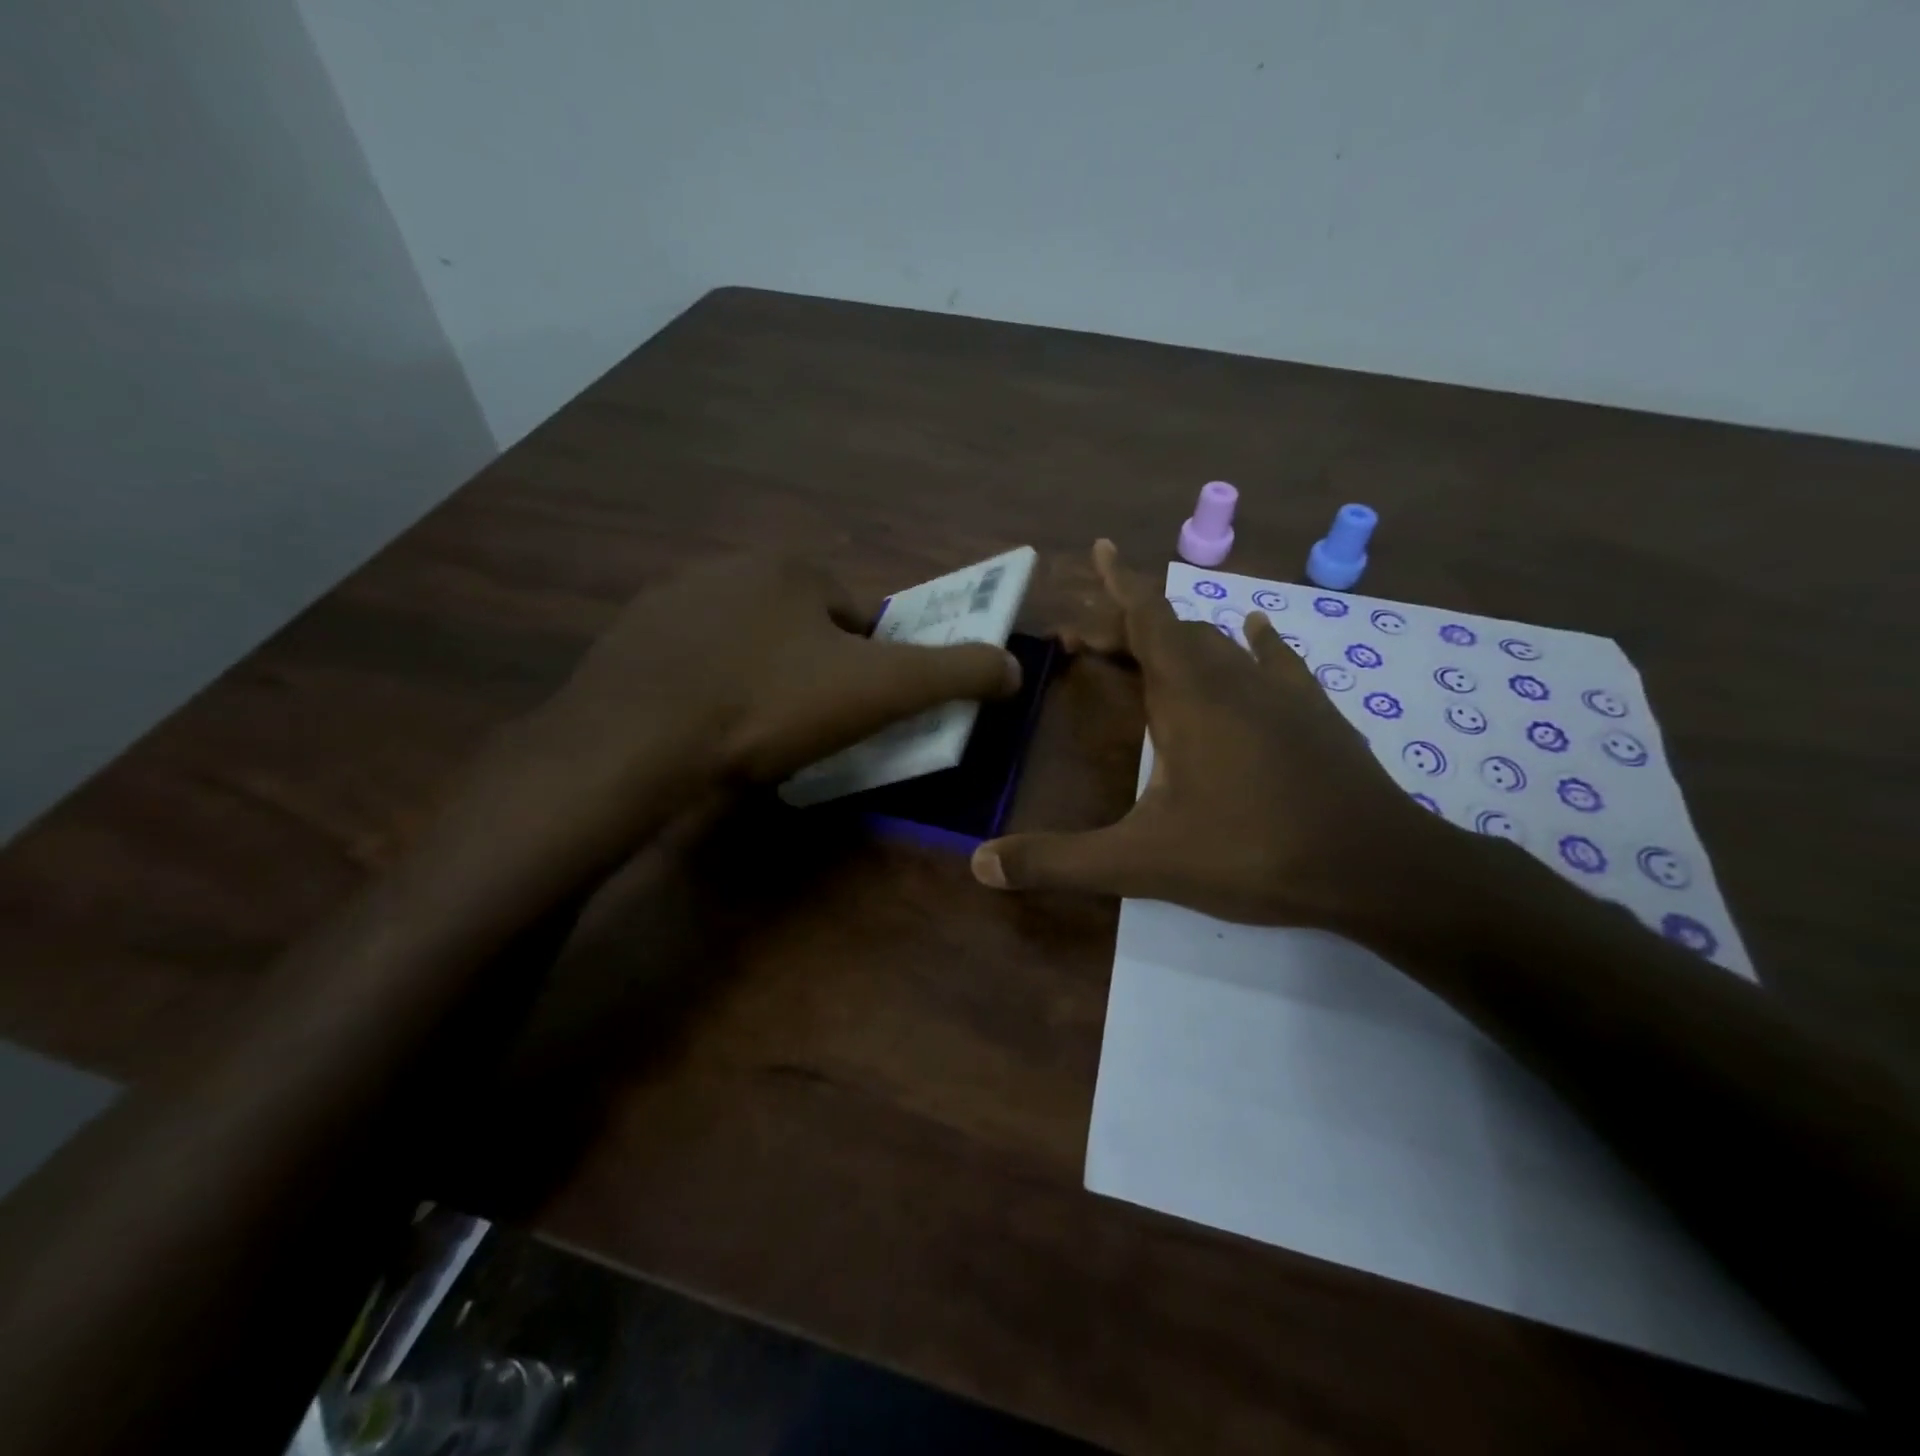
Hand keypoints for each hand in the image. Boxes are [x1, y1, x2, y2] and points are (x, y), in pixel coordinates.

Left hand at [546, 551, 1018, 779]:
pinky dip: (708, 687)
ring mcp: (671, 600)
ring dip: (759, 678)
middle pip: (799, 627)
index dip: (865, 667)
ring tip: (752, 733)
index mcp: (792, 569)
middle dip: (810, 671)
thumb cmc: (770, 707)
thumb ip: (956, 674)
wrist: (638, 743)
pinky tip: (703, 727)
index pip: (854, 617)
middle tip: (804, 728)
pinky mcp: (628, 638)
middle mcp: (729, 566)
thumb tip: (1016, 668)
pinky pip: (692, 660)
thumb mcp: (881, 692)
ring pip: (744, 641)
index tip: (851, 712)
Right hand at [972, 540, 1449, 929]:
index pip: (1146, 617)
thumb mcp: (1143, 863)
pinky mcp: (1314, 713)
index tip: (1097, 547)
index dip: (1118, 583)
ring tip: (1148, 646)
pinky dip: (1254, 641)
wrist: (1375, 867)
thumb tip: (981, 863)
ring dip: (1177, 636)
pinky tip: (1253, 630)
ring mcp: (1280, 692)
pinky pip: (1275, 660)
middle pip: (1172, 629)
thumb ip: (1060, 861)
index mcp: (1188, 696)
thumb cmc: (1252, 852)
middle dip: (1126, 624)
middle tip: (1088, 640)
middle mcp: (1231, 678)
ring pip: (1218, 642)